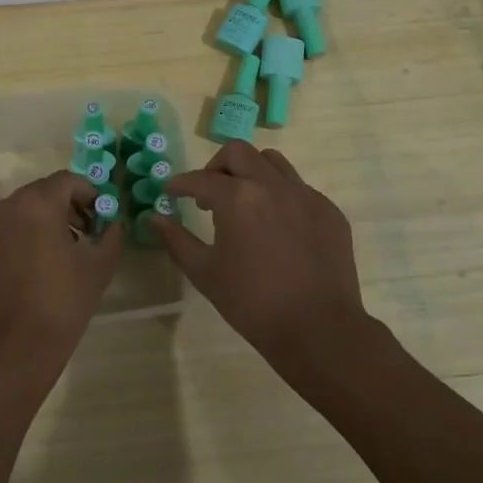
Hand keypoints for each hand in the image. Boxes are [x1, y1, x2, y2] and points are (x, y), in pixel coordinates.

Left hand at [0, 169, 124, 374]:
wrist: (14, 345)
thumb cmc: (62, 300)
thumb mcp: (99, 266)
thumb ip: (111, 235)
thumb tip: (114, 223)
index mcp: (38, 203)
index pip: (68, 180)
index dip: (90, 193)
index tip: (103, 215)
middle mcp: (10, 206)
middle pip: (46, 192)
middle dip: (71, 205)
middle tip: (90, 231)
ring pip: (27, 210)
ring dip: (51, 220)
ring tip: (71, 249)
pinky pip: (13, 229)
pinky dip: (31, 235)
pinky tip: (46, 265)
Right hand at [151, 141, 370, 375]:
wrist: (319, 329)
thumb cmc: (253, 303)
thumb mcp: (205, 273)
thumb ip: (176, 240)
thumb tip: (154, 218)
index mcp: (238, 198)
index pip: (200, 179)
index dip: (181, 184)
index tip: (171, 192)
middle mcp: (272, 185)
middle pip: (237, 153)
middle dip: (216, 166)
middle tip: (208, 194)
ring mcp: (305, 195)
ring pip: (272, 162)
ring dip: (250, 172)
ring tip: (244, 201)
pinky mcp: (328, 211)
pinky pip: (299, 187)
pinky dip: (280, 194)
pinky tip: (276, 225)